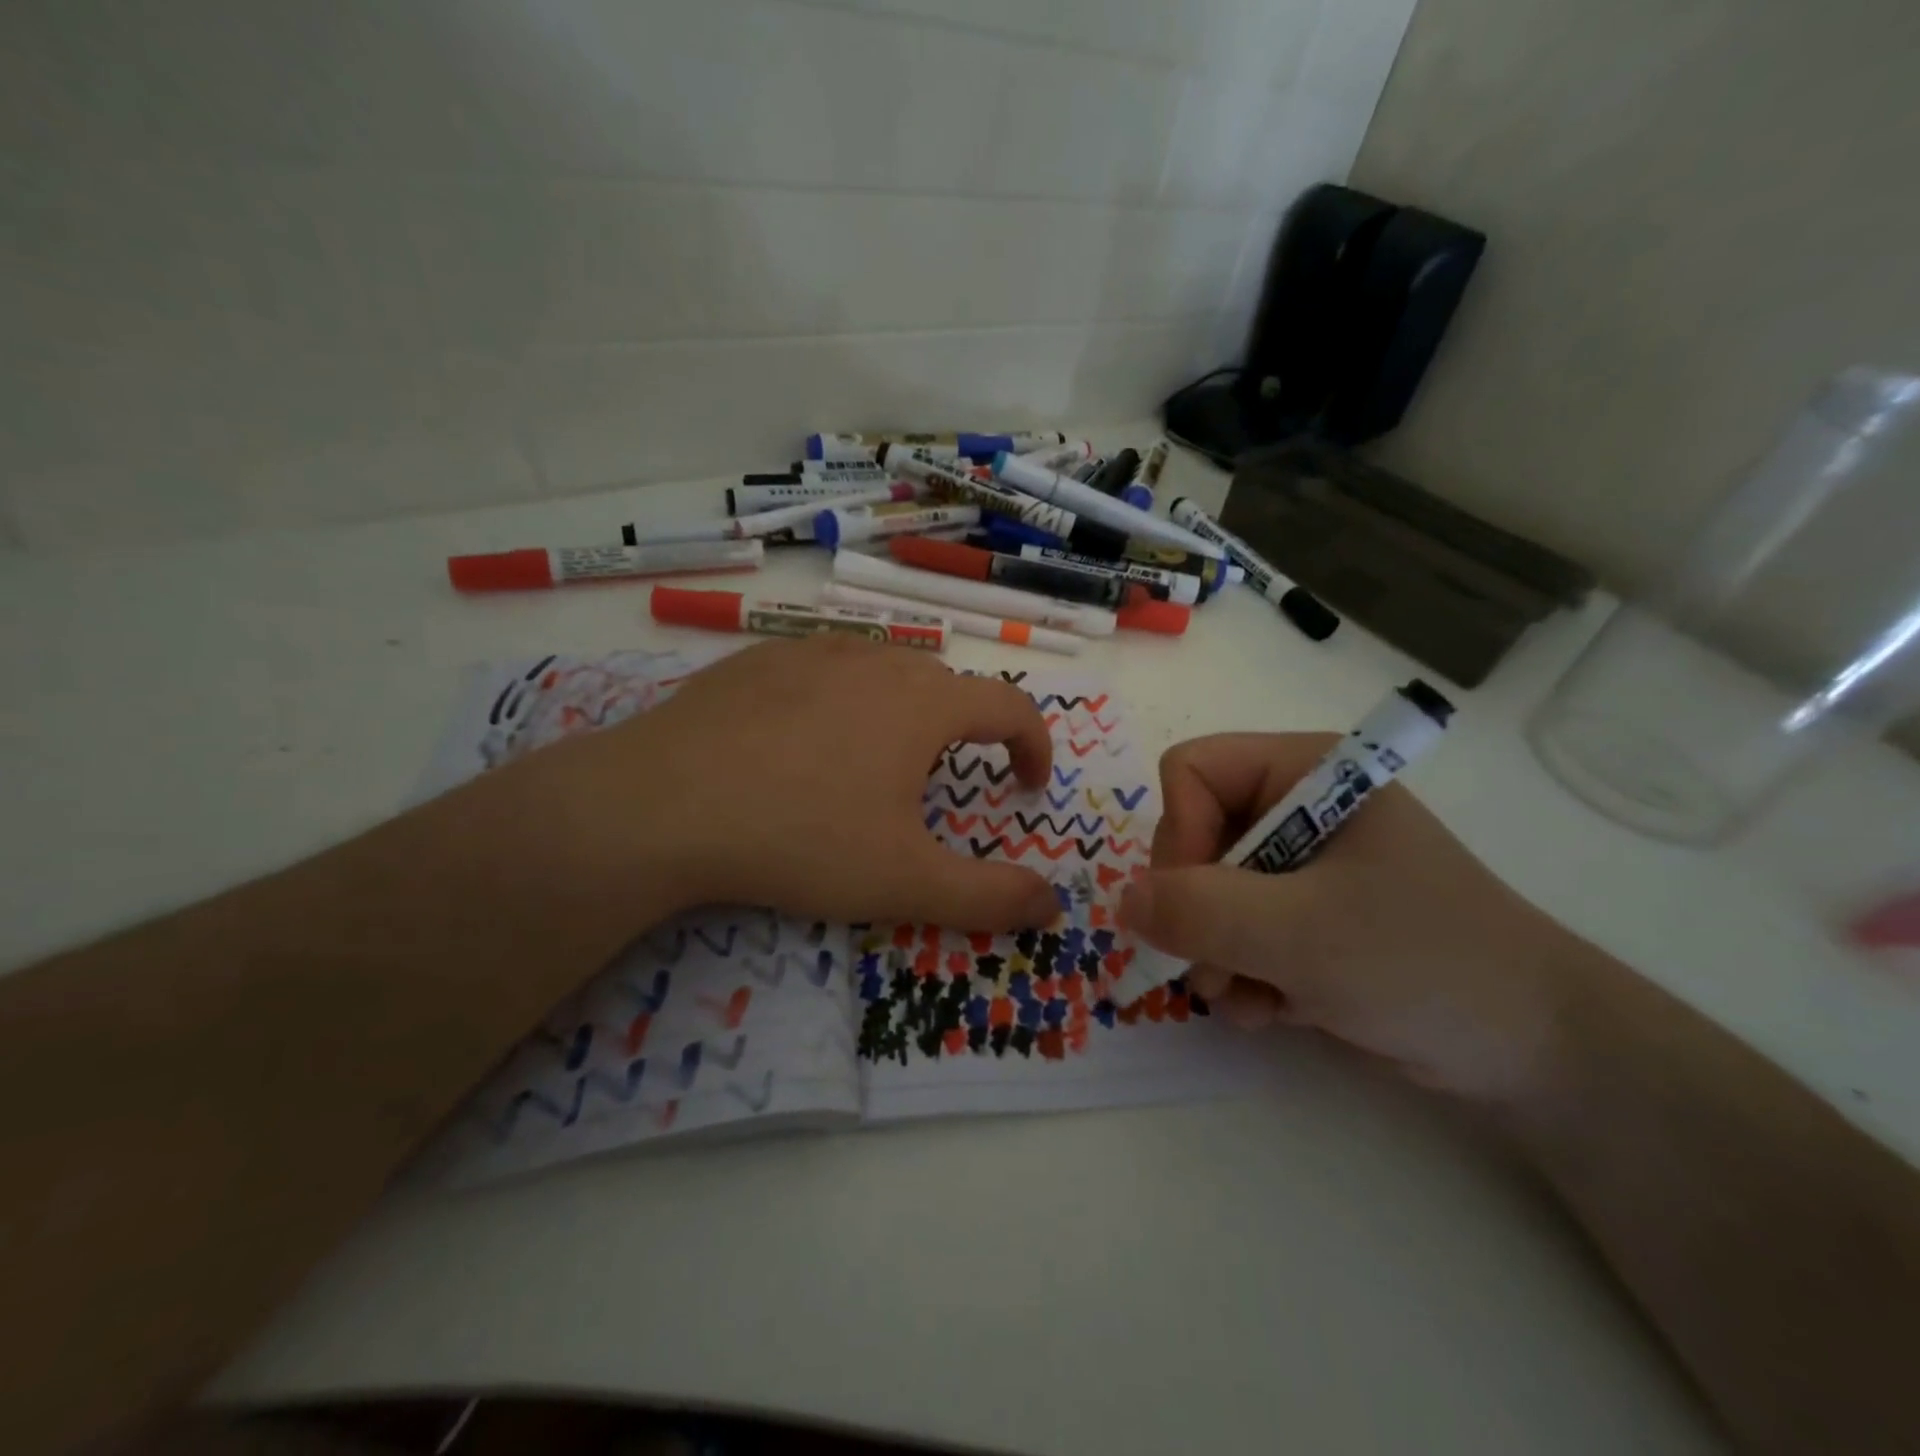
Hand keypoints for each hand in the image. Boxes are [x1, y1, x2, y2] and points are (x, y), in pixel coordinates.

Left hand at [518, 637, 1060, 931]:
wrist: (661, 805)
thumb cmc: (801, 837)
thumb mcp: (904, 880)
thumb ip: (989, 897)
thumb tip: (1054, 906)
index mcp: (923, 703)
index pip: (1011, 706)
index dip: (1035, 745)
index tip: (1028, 787)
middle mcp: (876, 661)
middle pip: (947, 687)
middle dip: (965, 734)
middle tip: (946, 787)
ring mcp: (812, 652)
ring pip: (883, 673)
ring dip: (903, 713)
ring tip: (876, 764)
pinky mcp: (758, 659)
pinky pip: (824, 672)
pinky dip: (841, 702)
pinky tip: (803, 745)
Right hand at [1119, 733, 1578, 1106]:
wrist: (1536, 1052)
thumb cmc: (1426, 963)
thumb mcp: (1303, 934)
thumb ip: (1201, 911)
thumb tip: (1122, 902)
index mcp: (1305, 772)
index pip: (1191, 772)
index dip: (1181, 835)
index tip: (1200, 902)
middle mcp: (1296, 807)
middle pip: (1191, 835)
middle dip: (1197, 911)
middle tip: (1219, 968)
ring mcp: (1300, 865)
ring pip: (1205, 891)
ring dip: (1215, 954)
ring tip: (1251, 998)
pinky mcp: (1305, 916)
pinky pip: (1234, 930)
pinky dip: (1241, 974)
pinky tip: (1274, 1010)